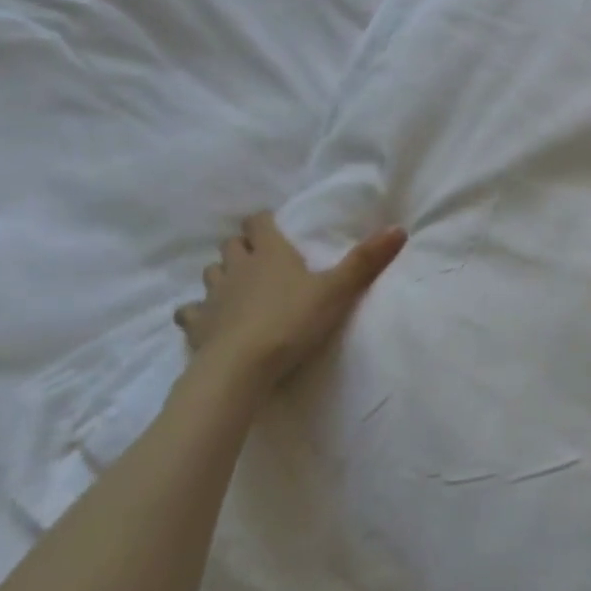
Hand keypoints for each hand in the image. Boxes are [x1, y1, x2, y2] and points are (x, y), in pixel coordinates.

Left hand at [176, 212, 405, 397]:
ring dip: (222, 275)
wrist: (241, 367)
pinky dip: (198, 312)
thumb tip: (399, 228)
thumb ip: (366, 261)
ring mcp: (213, 296)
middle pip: (231, 246)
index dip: (264, 222)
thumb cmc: (291, 321)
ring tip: (237, 286)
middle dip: (242, 247)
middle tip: (259, 258)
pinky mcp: (197, 326)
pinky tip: (209, 320)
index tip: (272, 225)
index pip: (259, 223)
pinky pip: (190, 312)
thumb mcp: (337, 291)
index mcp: (270, 253)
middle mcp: (237, 267)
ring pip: (211, 273)